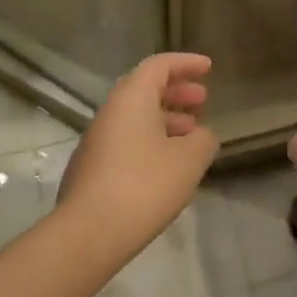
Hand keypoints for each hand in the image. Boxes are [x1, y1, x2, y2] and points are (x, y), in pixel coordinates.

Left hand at [56, 52, 217, 256]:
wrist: (88, 233)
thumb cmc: (144, 185)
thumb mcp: (188, 160)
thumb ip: (202, 140)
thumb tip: (201, 135)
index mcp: (132, 98)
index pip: (159, 65)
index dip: (186, 63)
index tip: (208, 68)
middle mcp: (110, 111)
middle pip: (145, 88)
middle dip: (176, 91)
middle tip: (202, 99)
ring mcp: (97, 140)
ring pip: (136, 117)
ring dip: (166, 118)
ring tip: (192, 135)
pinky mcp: (92, 167)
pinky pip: (127, 140)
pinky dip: (151, 140)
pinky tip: (168, 164)